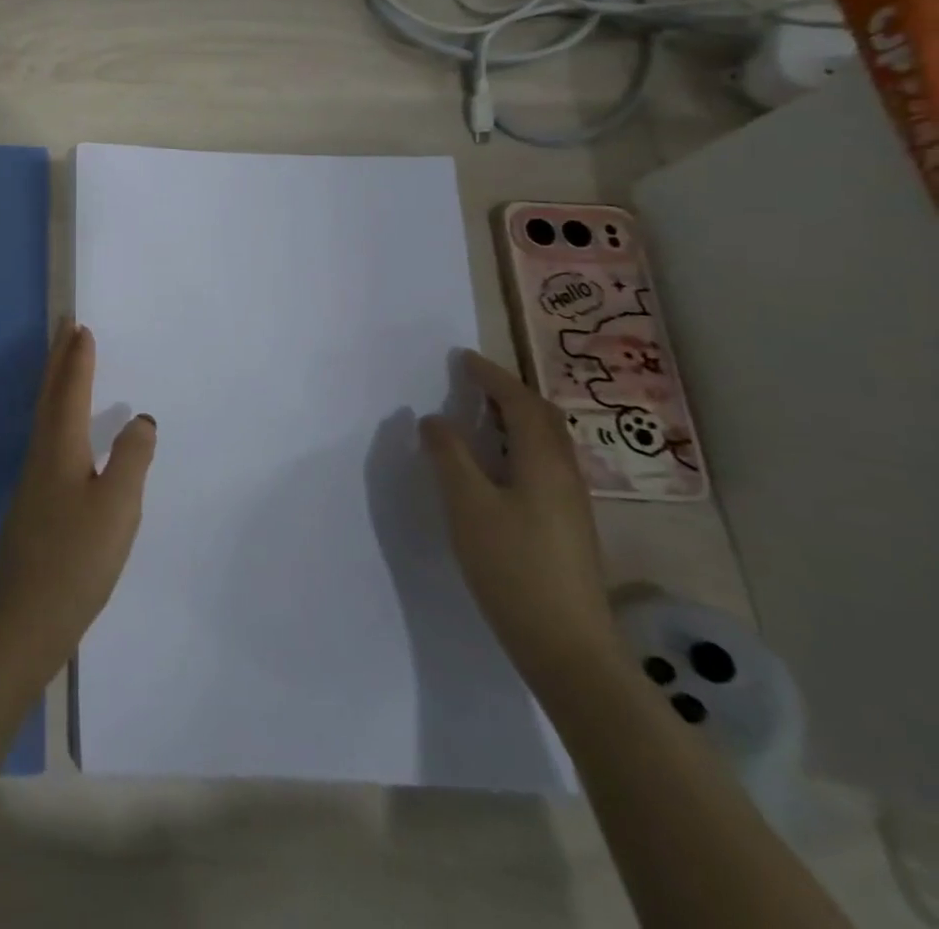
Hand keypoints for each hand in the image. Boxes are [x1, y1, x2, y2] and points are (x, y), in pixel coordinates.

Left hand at [0, 322, 155, 678]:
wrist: (24, 618)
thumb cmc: (75, 560)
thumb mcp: (117, 509)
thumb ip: (131, 460)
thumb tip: (141, 419)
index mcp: (59, 448)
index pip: (69, 391)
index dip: (77, 360)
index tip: (80, 327)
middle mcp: (40, 455)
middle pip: (48, 396)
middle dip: (58, 360)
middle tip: (65, 329)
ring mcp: (33, 480)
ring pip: (44, 416)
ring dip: (54, 384)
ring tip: (65, 366)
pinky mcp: (34, 502)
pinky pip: (46, 437)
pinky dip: (55, 414)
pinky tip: (65, 432)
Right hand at [420, 350, 625, 698]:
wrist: (567, 646)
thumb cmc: (512, 567)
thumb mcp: (467, 505)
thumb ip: (449, 456)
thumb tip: (435, 419)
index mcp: (544, 464)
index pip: (521, 404)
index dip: (493, 377)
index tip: (463, 358)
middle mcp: (564, 477)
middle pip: (543, 420)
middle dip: (508, 393)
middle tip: (471, 380)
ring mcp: (569, 505)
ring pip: (544, 445)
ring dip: (514, 419)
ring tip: (478, 414)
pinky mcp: (564, 527)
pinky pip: (541, 466)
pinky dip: (516, 446)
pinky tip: (493, 464)